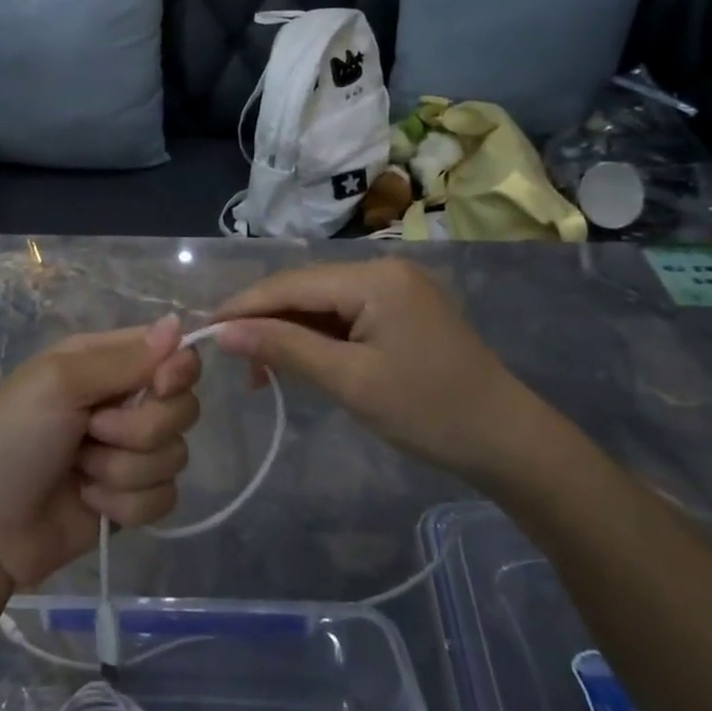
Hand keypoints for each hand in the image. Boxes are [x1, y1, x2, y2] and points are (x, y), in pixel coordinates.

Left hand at [0, 316, 200, 589]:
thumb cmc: (12, 440)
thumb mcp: (59, 384)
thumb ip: (124, 359)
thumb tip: (178, 322)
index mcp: (105, 363)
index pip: (171, 352)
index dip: (177, 369)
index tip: (161, 385)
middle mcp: (123, 402)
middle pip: (182, 407)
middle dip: (140, 429)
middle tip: (92, 432)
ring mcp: (130, 453)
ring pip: (174, 455)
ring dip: (123, 470)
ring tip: (80, 472)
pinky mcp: (132, 499)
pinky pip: (165, 497)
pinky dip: (124, 504)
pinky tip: (88, 502)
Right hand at [212, 258, 547, 481]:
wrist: (508, 441)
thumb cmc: (429, 411)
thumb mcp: (350, 381)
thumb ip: (284, 348)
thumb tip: (224, 331)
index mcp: (374, 277)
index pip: (291, 283)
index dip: (244, 306)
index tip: (203, 331)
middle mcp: (382, 269)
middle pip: (304, 289)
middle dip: (265, 321)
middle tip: (233, 361)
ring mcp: (394, 288)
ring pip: (321, 303)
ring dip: (289, 332)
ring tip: (261, 372)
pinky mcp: (400, 310)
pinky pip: (344, 315)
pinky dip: (317, 338)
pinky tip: (299, 362)